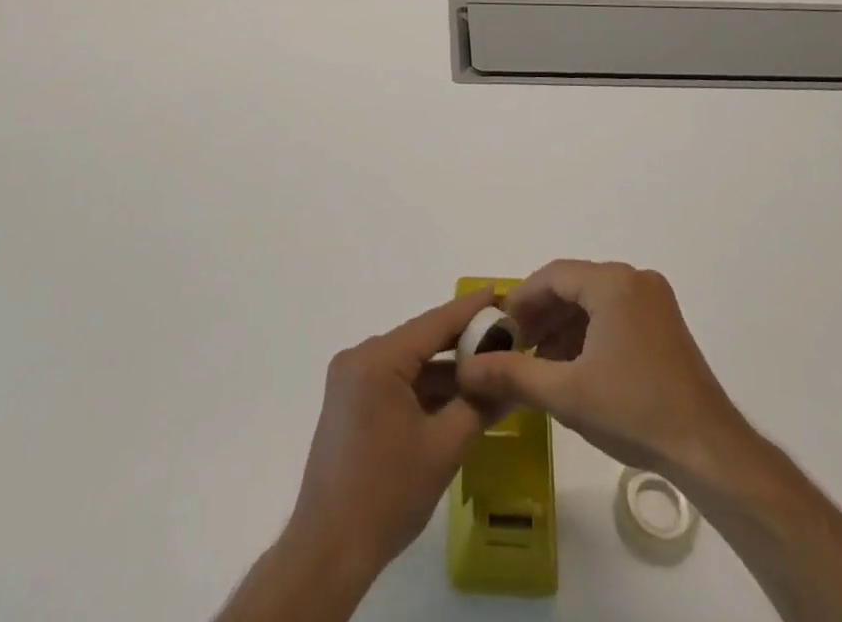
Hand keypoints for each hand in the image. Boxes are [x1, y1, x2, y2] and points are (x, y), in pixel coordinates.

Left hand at [283, 288, 499, 586]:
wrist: (329, 550)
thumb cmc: (388, 494)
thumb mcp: (444, 447)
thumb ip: (479, 405)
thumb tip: (512, 380)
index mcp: (377, 360)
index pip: (434, 323)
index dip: (470, 309)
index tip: (500, 292)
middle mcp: (359, 358)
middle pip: (420, 340)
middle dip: (461, 341)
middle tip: (503, 335)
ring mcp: (350, 380)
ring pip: (408, 362)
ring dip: (444, 368)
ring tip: (488, 367)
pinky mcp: (349, 402)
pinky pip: (394, 380)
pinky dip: (423, 386)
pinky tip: (455, 395)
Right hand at [457, 260, 747, 484]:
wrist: (709, 450)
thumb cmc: (634, 411)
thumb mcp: (566, 394)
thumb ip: (513, 375)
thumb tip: (467, 368)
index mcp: (613, 283)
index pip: (553, 276)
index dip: (521, 300)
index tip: (499, 330)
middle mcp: (634, 280)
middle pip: (574, 285)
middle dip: (541, 315)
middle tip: (515, 348)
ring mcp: (654, 300)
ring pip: (594, 301)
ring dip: (564, 326)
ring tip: (539, 363)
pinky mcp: (664, 324)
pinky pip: (615, 314)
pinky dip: (589, 333)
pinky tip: (575, 367)